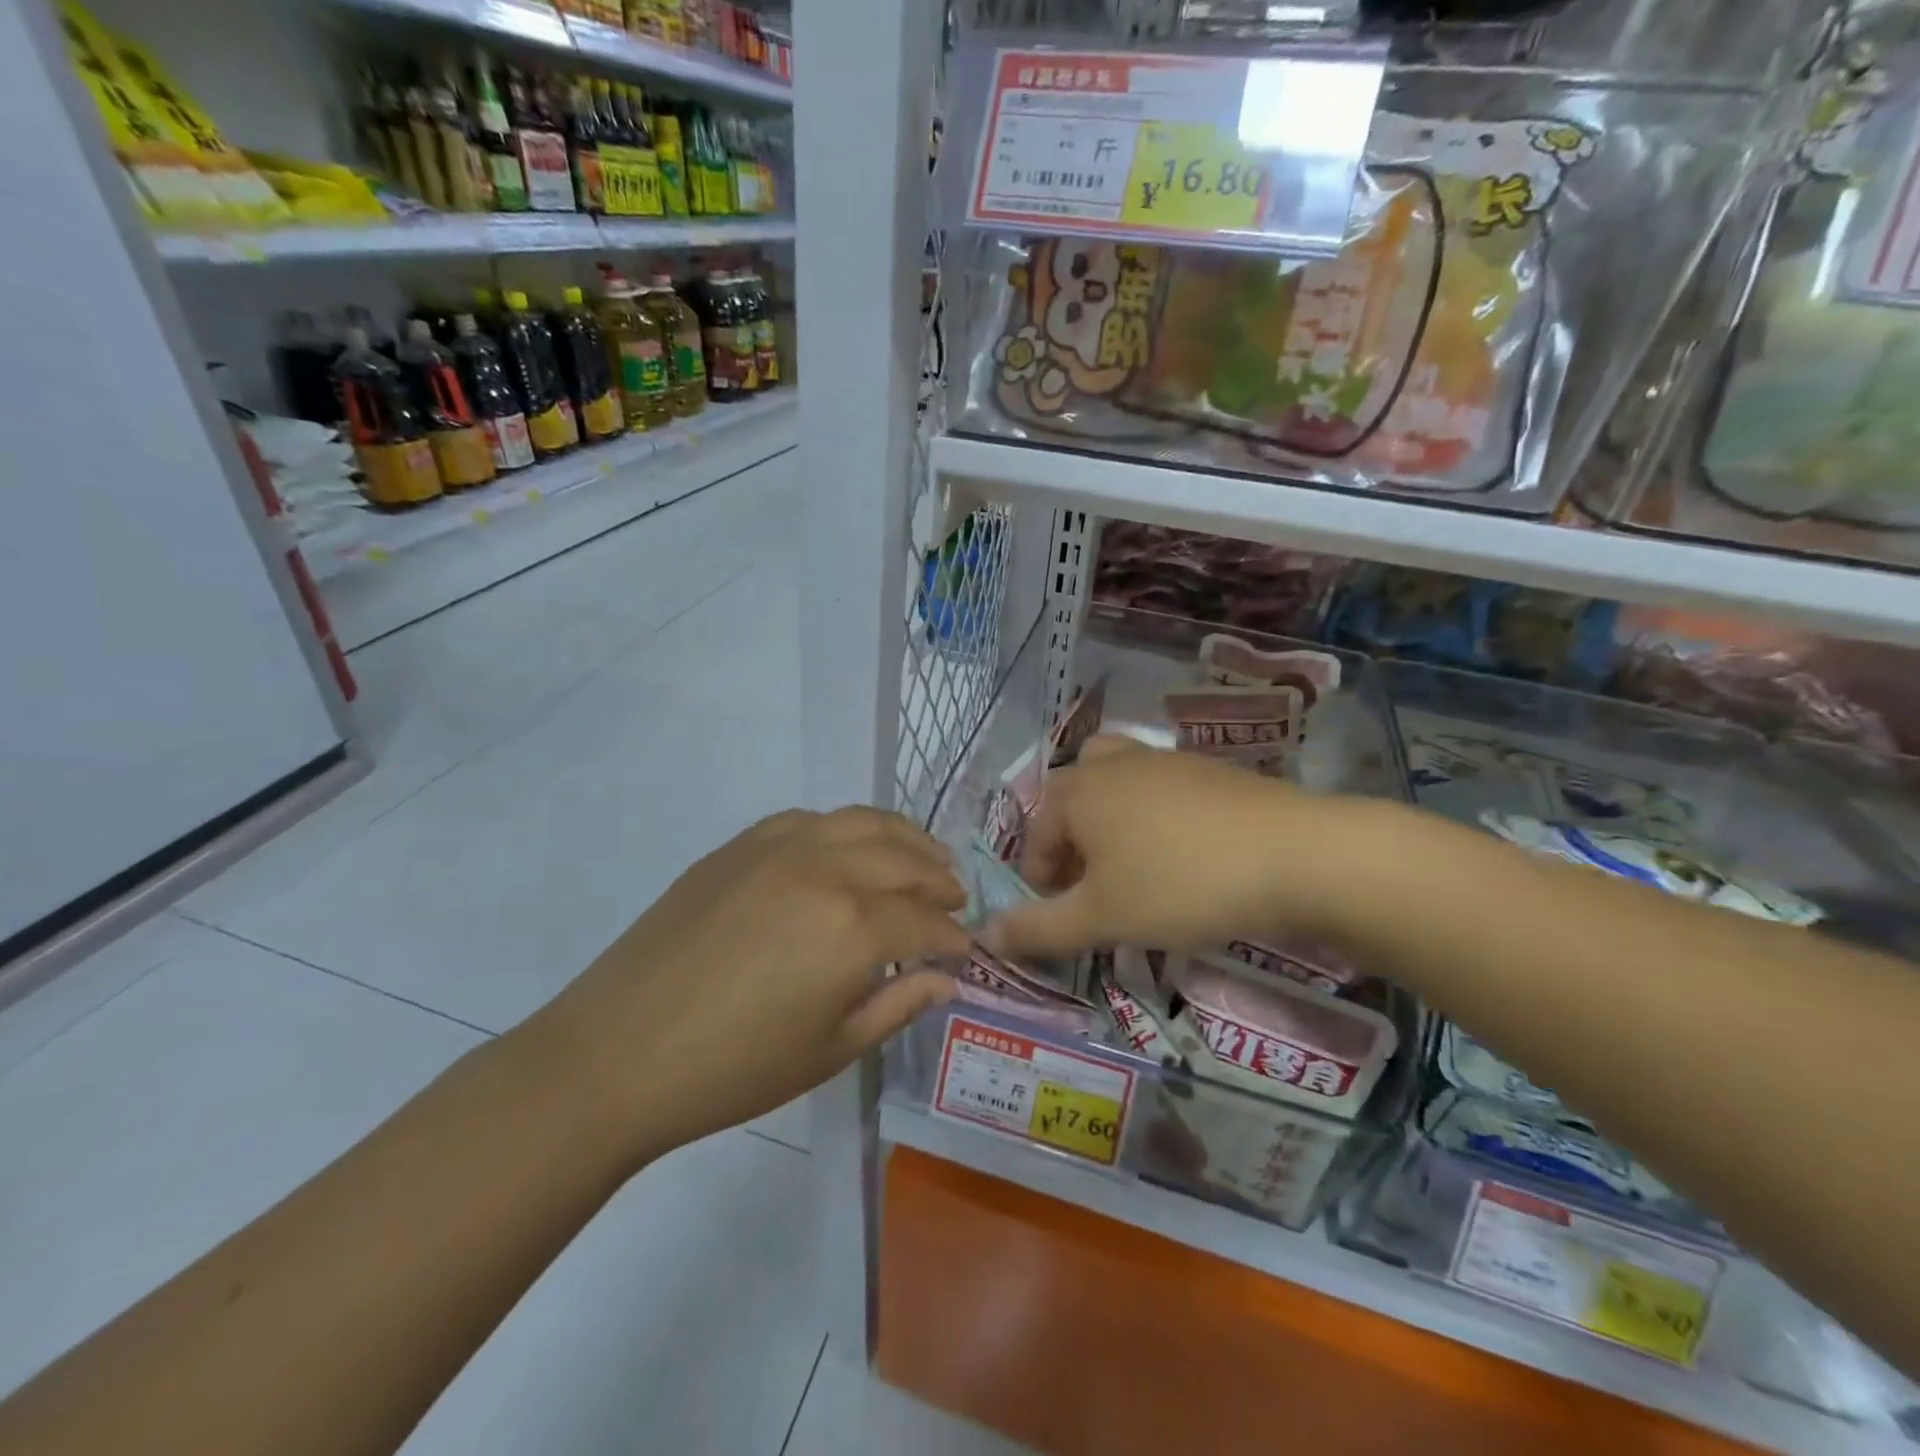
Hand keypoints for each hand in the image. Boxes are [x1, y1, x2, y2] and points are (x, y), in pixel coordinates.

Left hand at [526, 807, 969, 1165]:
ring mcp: (779, 847)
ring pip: (862, 822)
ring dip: (904, 838)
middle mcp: (825, 869)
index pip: (925, 920)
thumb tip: (947, 979)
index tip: (966, 949)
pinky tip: (851, 847)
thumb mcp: (831, 1049)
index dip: (953, 937)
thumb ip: (898, 1005)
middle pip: (903, 859)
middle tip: (955, 898)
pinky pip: (811, 819)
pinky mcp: (741, 844)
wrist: (617, 1053)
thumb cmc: (733, 1069)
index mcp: (853, 927)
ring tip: (924, 857)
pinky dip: (847, 828)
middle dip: (939, 879)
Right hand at [986, 736, 1373, 957]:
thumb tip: (985, 936)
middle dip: (1071, 845)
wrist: (1296, 854)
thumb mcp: (1102, 916)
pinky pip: (1161, 792)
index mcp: (1077, 790)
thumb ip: (1038, 928)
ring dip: (1111, 828)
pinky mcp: (1209, 770)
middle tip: (1091, 889)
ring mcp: (1164, 759)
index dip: (1040, 883)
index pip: (1036, 836)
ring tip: (1132, 872)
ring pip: (1117, 788)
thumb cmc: (1180, 884)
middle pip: (1072, 799)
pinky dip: (1155, 821)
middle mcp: (1113, 763)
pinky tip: (1183, 859)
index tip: (1061, 921)